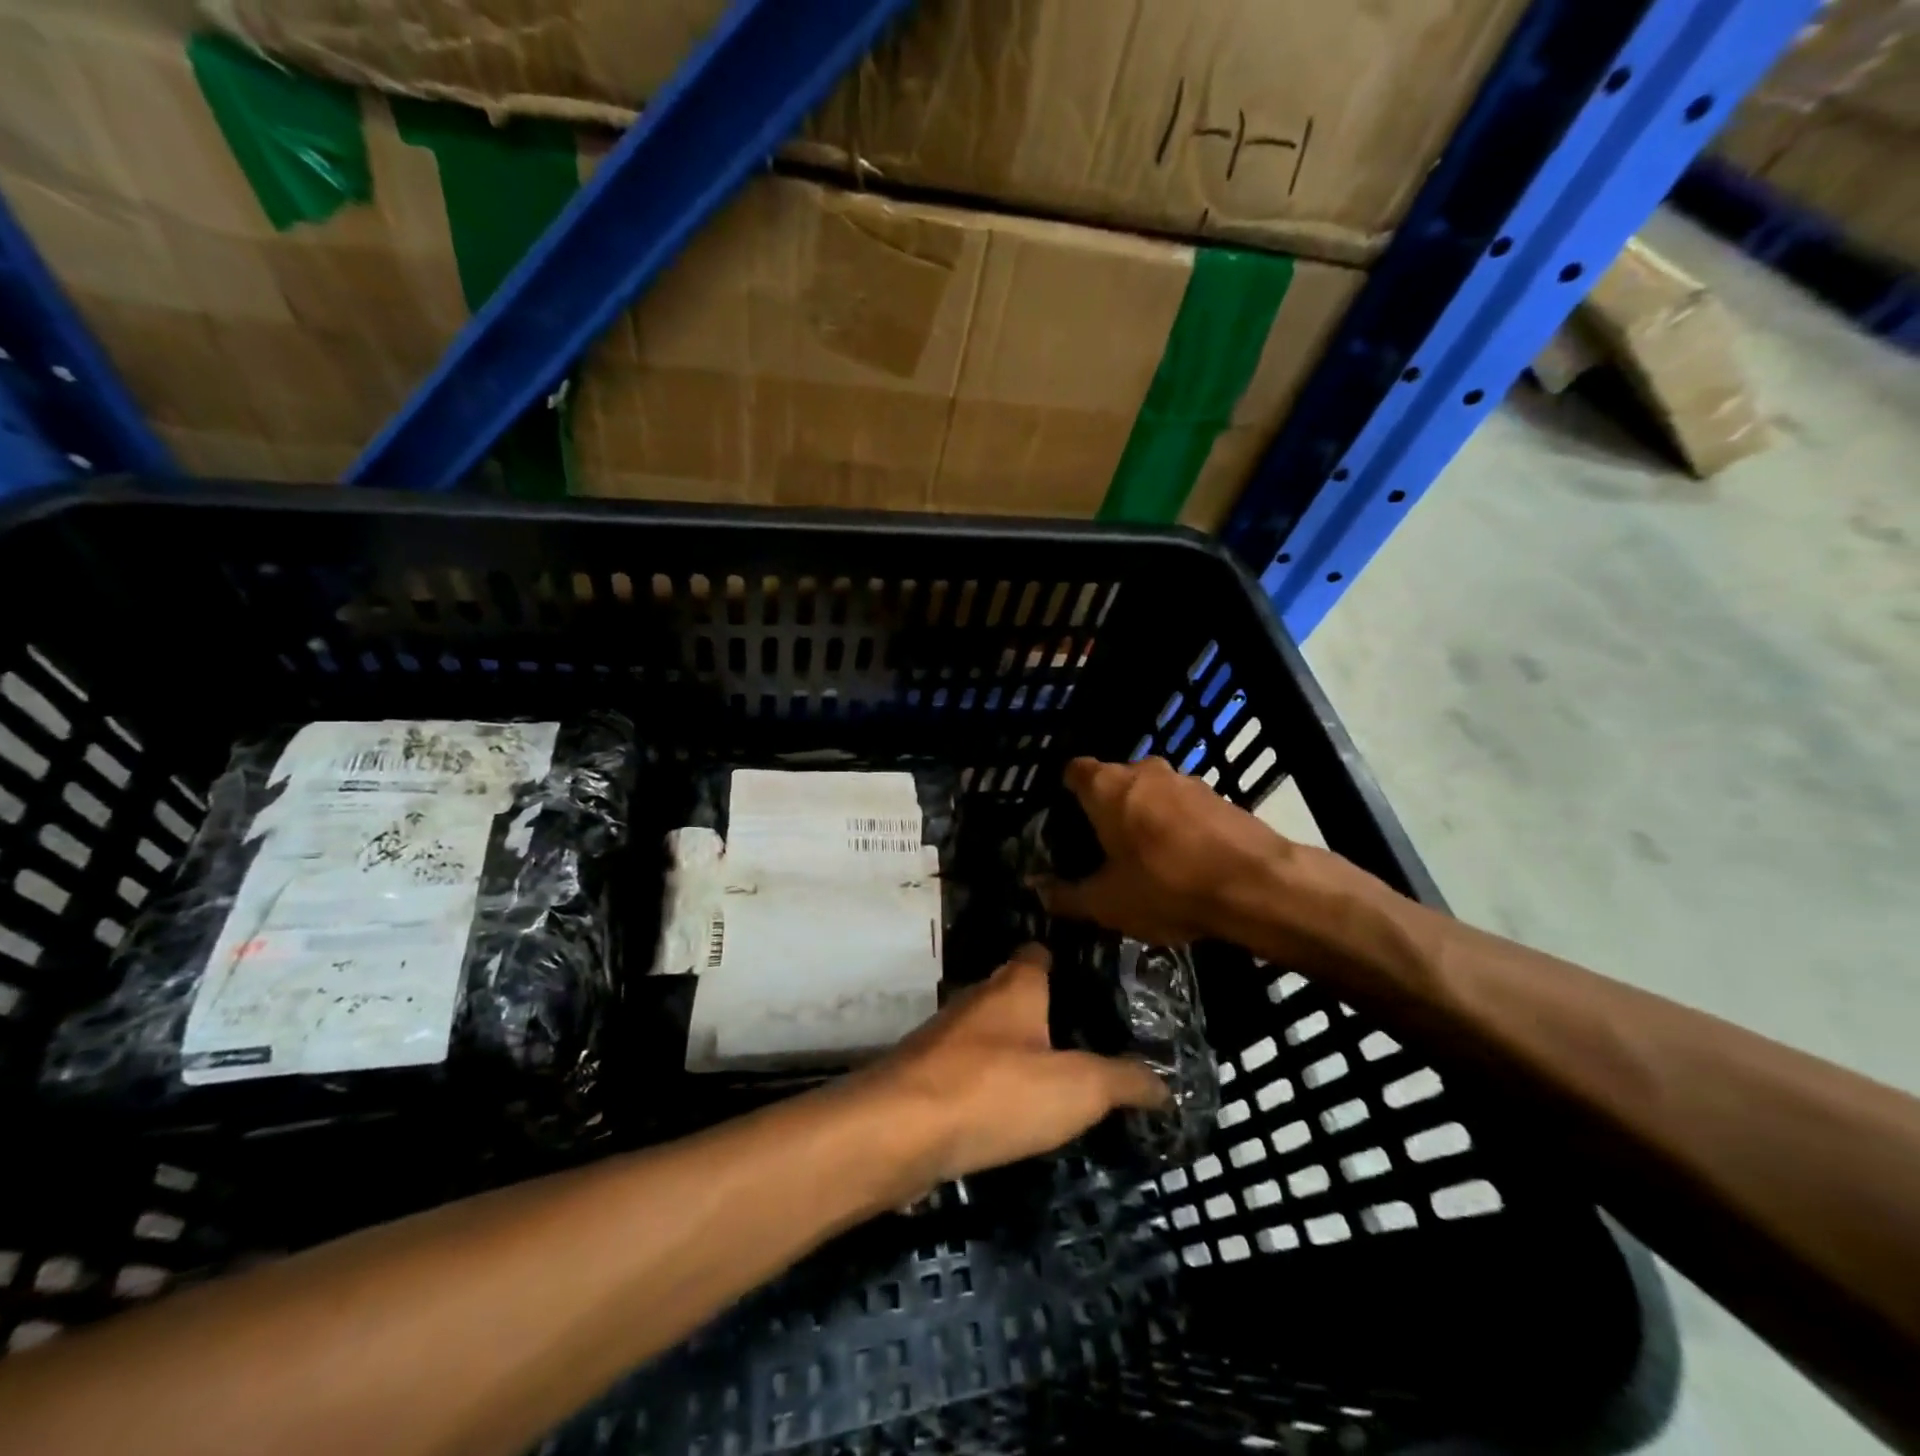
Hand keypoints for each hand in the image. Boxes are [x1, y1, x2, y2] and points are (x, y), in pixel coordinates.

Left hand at [860, 944, 1166, 1186]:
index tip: (1094, 979)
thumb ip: (1122, 1081)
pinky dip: (991, 1082)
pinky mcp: (926, 1076)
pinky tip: (1010, 1109)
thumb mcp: (1077, 1088)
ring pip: (990, 1033)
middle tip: (1087, 1036)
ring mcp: (946, 1038)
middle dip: (1045, 1009)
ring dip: (1016, 1048)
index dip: (1064, 959)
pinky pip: (969, 1069)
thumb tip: (1164, 1083)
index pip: (1039, 953)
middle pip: (1014, 993)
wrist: (900, 1130)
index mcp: (1014, 986)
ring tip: (1056, 1074)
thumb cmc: (995, 1090)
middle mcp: (977, 1000)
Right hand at [1037, 755, 1297, 944]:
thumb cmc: (1166, 887)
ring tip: (1144, 859)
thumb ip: (1067, 896)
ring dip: (1144, 817)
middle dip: (1106, 809)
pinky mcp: (1219, 797)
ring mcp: (1186, 780)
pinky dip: (1176, 827)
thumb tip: (1038, 892)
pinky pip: (1183, 807)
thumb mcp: (1107, 903)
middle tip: (1102, 848)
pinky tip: (1182, 863)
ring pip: (1151, 793)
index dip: (1065, 793)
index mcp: (1108, 786)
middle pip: (1114, 782)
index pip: (1073, 771)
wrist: (1258, 886)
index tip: (1065, 822)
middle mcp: (1145, 771)